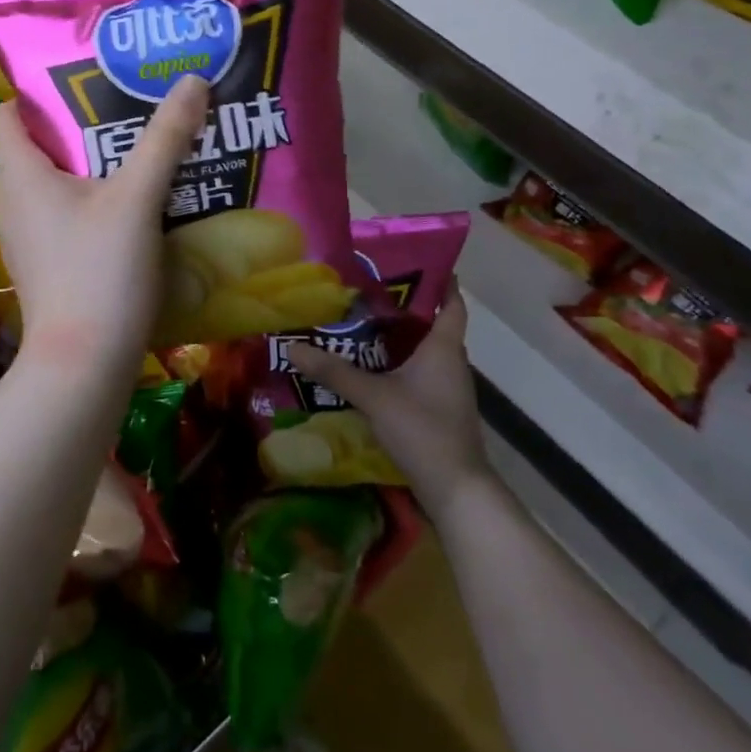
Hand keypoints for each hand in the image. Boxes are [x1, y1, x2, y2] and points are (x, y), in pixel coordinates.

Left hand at [0, 74, 209, 377]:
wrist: (84, 364)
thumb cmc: (99, 270)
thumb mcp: (138, 197)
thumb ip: (165, 138)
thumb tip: (192, 80)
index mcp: (20, 174)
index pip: (8, 114)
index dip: (39, 94)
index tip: (85, 82)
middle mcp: (13, 200)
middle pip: (37, 145)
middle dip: (79, 124)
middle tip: (126, 107)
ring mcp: (26, 236)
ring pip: (53, 182)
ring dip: (89, 163)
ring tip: (136, 149)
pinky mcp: (45, 263)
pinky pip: (63, 213)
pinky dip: (90, 199)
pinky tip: (131, 203)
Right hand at [286, 282, 484, 512]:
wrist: (456, 491)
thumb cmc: (423, 430)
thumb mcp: (374, 396)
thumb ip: (334, 371)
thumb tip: (293, 346)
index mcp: (444, 348)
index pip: (451, 302)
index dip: (440, 279)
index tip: (416, 260)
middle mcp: (450, 362)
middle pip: (432, 324)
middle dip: (404, 306)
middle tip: (366, 289)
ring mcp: (447, 388)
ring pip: (424, 351)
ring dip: (399, 337)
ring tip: (360, 323)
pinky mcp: (439, 410)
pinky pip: (419, 374)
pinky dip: (397, 364)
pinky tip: (369, 368)